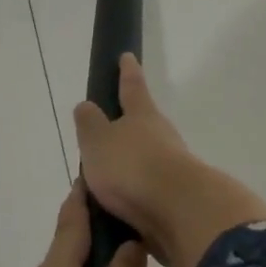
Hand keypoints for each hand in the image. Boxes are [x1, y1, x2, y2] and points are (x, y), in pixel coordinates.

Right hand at [72, 54, 265, 266]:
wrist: (178, 210)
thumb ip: (90, 123)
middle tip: (109, 133)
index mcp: (142, 116)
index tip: (127, 56)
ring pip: (149, 158)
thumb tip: (86, 105)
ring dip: (132, 164)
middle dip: (129, 127)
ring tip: (108, 179)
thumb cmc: (132, 166)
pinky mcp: (178, 196)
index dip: (127, 72)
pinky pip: (150, 189)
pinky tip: (122, 205)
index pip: (132, 88)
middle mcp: (163, 136)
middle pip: (145, 125)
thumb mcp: (98, 141)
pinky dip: (136, 193)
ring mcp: (174, 166)